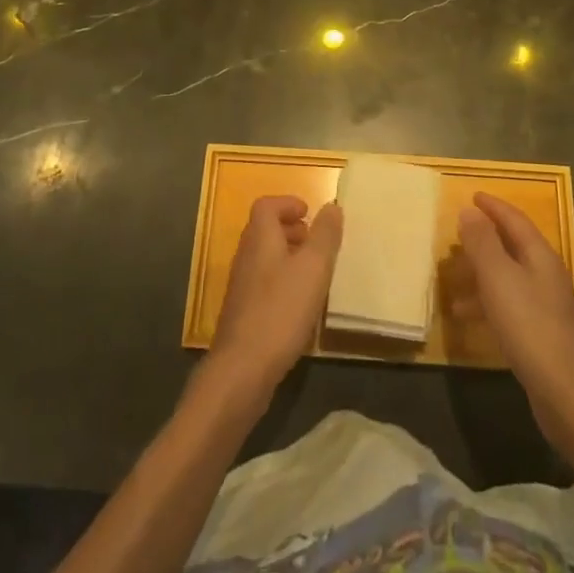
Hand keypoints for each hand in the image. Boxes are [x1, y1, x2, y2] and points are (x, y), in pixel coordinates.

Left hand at [206, 195, 342, 410]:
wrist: (242, 369)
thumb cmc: (281, 310)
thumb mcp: (313, 268)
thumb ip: (325, 235)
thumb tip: (332, 206)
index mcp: (260, 239)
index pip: (266, 206)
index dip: (287, 203)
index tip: (309, 212)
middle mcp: (246, 257)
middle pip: (264, 231)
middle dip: (290, 229)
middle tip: (316, 240)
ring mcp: (242, 287)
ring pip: (265, 258)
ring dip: (288, 257)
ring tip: (314, 272)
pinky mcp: (243, 313)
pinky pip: (264, 284)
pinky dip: (283, 282)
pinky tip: (301, 305)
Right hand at [456, 192, 573, 445]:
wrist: (566, 393)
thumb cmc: (529, 326)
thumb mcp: (498, 278)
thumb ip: (482, 243)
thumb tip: (469, 211)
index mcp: (540, 256)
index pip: (515, 220)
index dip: (493, 206)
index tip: (473, 195)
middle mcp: (547, 275)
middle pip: (513, 247)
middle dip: (485, 239)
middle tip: (457, 235)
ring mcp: (547, 306)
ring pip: (508, 278)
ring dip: (481, 275)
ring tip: (452, 280)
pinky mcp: (542, 334)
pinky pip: (509, 305)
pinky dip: (487, 303)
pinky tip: (468, 318)